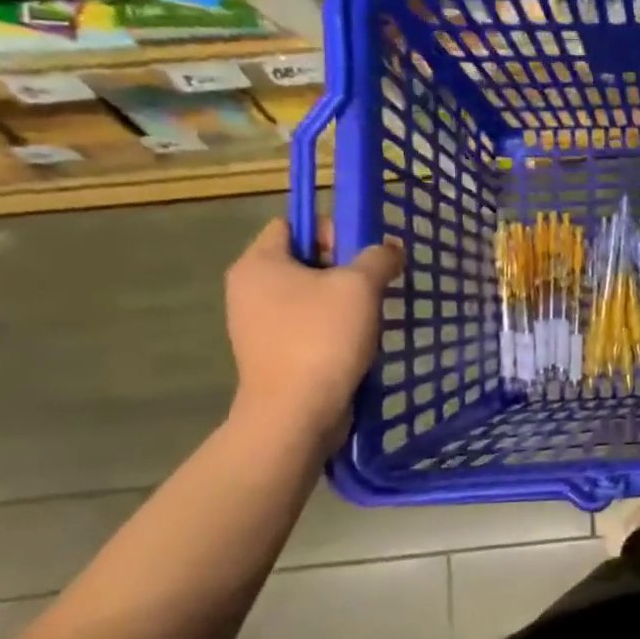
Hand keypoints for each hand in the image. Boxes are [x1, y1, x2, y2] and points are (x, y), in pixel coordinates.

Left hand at [224, 220, 401, 446]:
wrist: (296, 414)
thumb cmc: (321, 338)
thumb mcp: (360, 286)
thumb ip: (379, 258)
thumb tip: (390, 250)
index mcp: (258, 264)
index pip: (293, 224)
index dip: (330, 230)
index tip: (360, 254)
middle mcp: (249, 289)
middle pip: (304, 259)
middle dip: (343, 268)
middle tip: (374, 284)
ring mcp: (258, 325)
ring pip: (310, 295)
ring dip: (343, 300)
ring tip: (371, 316)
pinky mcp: (273, 354)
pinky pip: (308, 326)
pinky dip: (334, 328)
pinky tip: (358, 341)